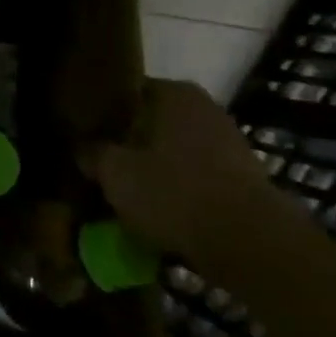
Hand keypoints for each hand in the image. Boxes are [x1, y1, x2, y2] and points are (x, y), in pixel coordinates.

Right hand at [76, 79, 277, 256]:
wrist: (252, 244)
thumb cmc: (174, 192)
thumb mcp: (114, 173)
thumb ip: (92, 154)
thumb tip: (83, 149)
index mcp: (173, 92)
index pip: (126, 92)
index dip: (103, 114)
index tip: (86, 135)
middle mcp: (205, 108)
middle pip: (152, 123)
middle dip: (130, 143)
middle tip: (103, 166)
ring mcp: (231, 144)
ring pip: (175, 152)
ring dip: (155, 169)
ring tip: (128, 194)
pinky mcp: (246, 180)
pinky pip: (197, 179)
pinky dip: (179, 191)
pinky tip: (160, 213)